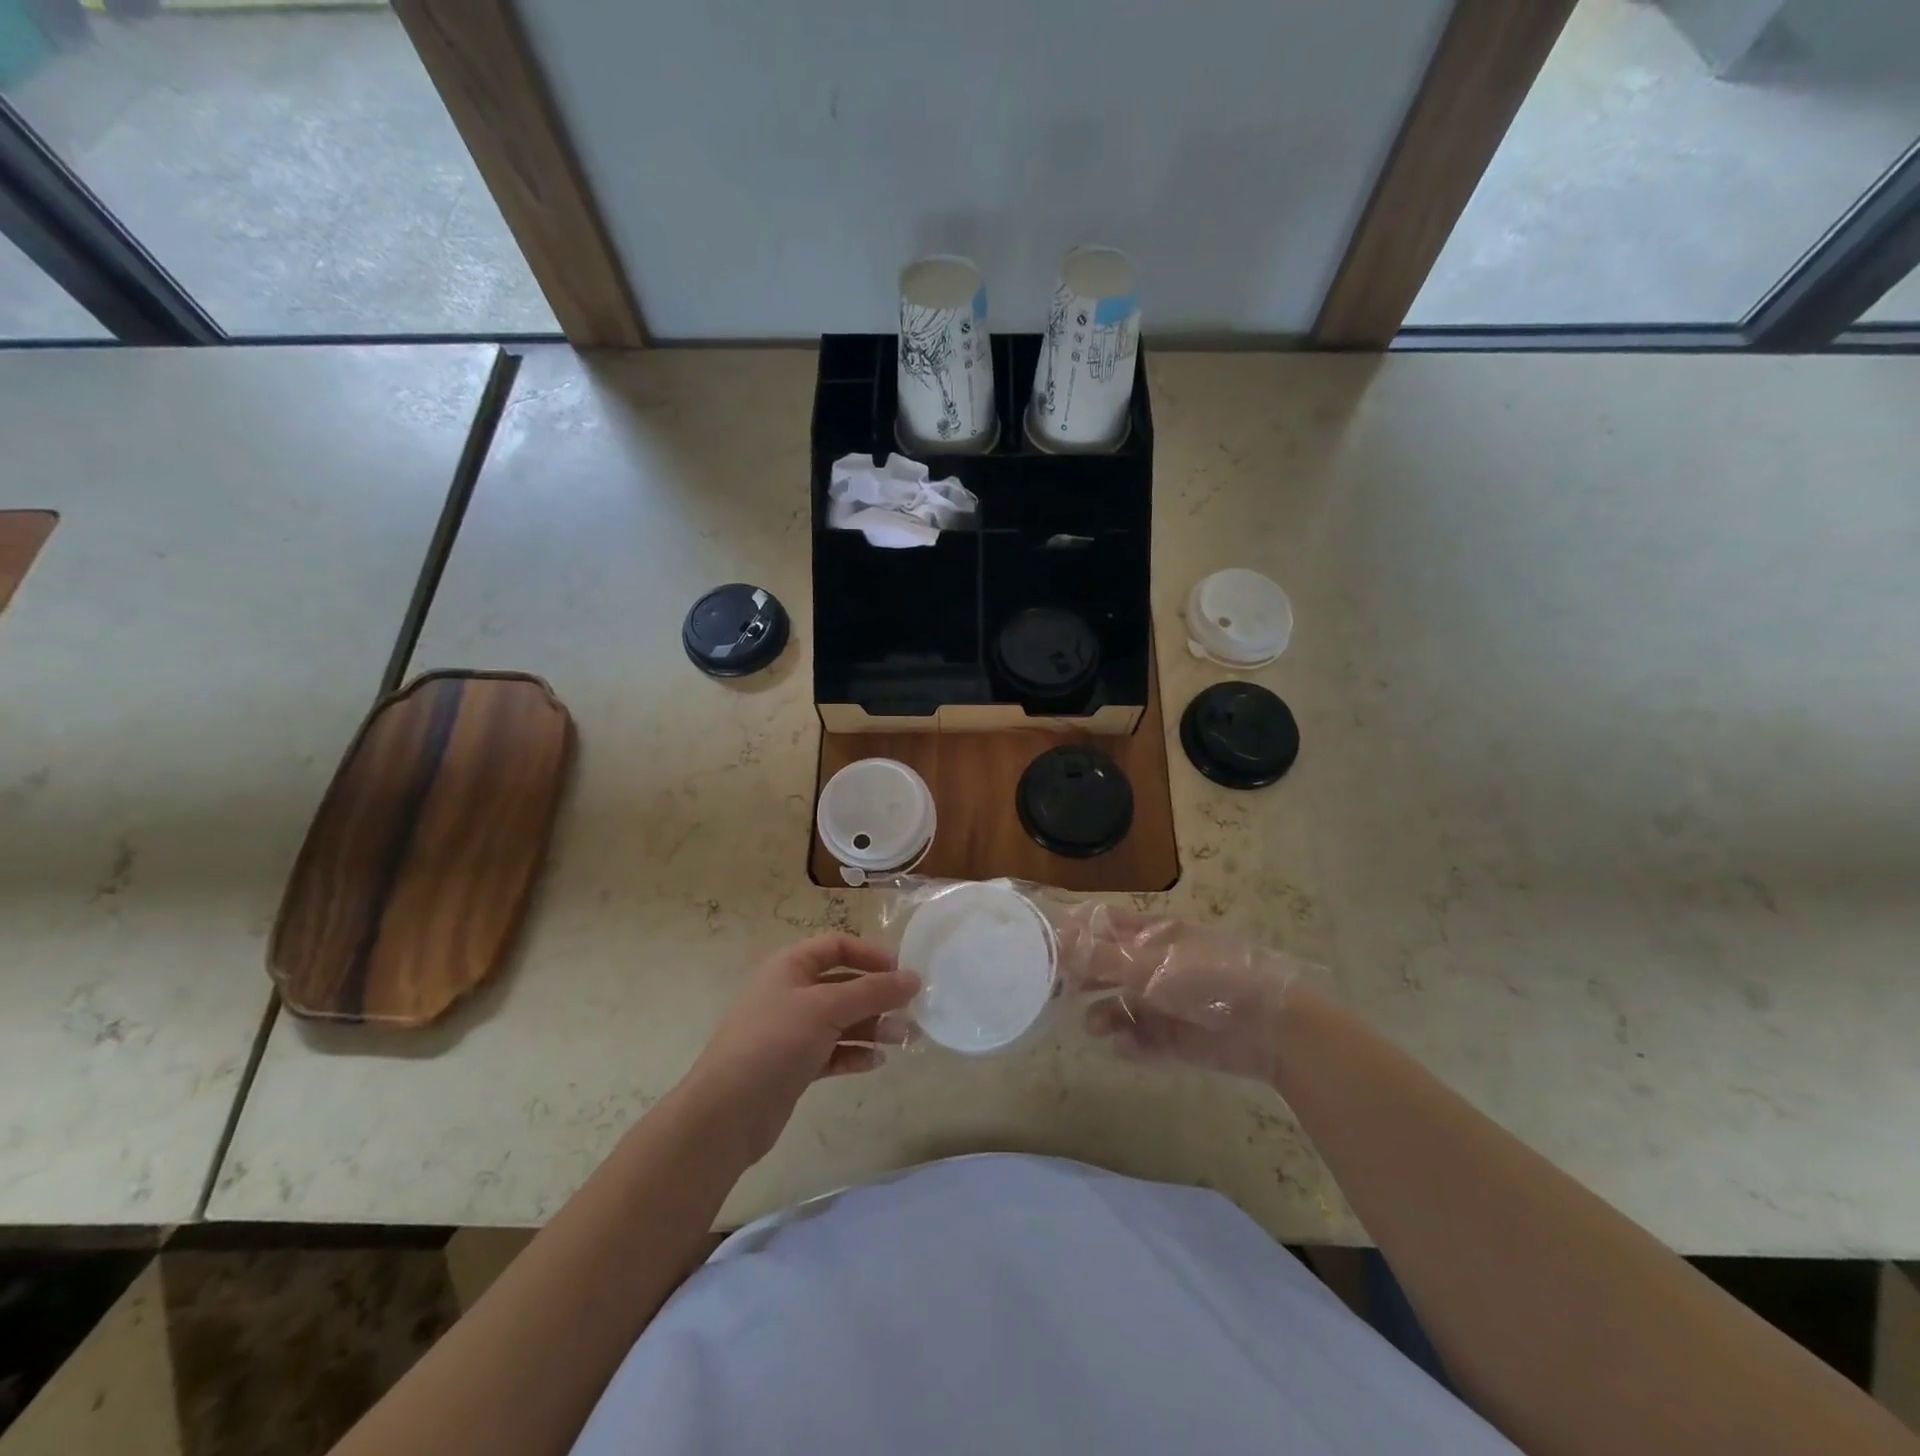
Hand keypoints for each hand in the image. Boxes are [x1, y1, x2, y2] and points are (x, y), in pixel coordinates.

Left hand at [681, 934, 920, 1165]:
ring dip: (873, 1027)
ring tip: (902, 1039)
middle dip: (878, 996)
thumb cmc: (775, 1042)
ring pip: (842, 1020)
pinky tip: (875, 1062)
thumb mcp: (827, 1008)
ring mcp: (792, 1031)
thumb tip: (914, 978)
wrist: (727, 1113)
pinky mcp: (795, 1065)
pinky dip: (855, 1054)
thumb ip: (873, 991)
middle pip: (844, 984)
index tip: (901, 972)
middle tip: (912, 1012)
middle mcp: (791, 993)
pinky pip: (834, 1051)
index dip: (870, 954)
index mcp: (790, 966)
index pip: (837, 946)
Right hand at [1057, 908, 1305, 1085]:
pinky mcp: (1179, 1039)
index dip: (1074, 933)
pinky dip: (1131, 1044)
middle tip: (1052, 993)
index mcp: (1152, 934)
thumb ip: (1099, 957)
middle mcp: (1156, 965)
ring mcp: (1168, 1002)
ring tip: (1093, 1027)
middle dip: (1082, 978)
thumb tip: (1053, 940)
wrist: (1272, 1027)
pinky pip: (1145, 1040)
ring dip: (1104, 1014)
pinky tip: (1123, 1048)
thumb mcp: (1148, 964)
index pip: (1104, 925)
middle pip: (1108, 967)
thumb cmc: (1206, 978)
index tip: (1042, 947)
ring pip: (1122, 1006)